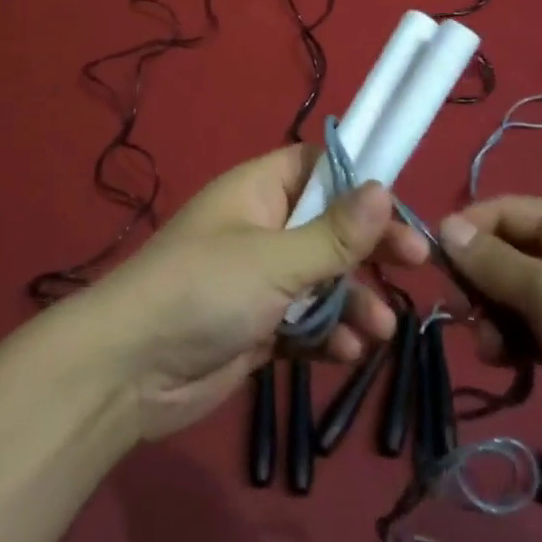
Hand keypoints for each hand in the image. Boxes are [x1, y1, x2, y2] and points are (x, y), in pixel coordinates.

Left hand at [77, 145, 429, 440]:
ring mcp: (258, 281)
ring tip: (380, 330)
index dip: (360, 180)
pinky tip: (346, 354)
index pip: (318, 167)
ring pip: (322, 280)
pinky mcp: (256, 327)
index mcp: (258, 191)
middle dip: (369, 248)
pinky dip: (327, 335)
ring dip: (354, 301)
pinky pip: (305, 322)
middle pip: (330, 227)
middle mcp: (261, 228)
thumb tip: (385, 188)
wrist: (126, 373)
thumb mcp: (274, 259)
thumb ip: (334, 233)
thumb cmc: (203, 291)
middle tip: (415, 263)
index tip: (400, 205)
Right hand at [439, 196, 541, 474]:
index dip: (465, 234)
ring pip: (515, 295)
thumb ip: (492, 262)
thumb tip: (446, 227)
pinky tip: (512, 364)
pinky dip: (517, 340)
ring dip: (495, 319)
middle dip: (479, 285)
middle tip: (468, 319)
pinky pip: (535, 327)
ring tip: (495, 351)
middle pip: (504, 253)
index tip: (436, 270)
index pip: (501, 211)